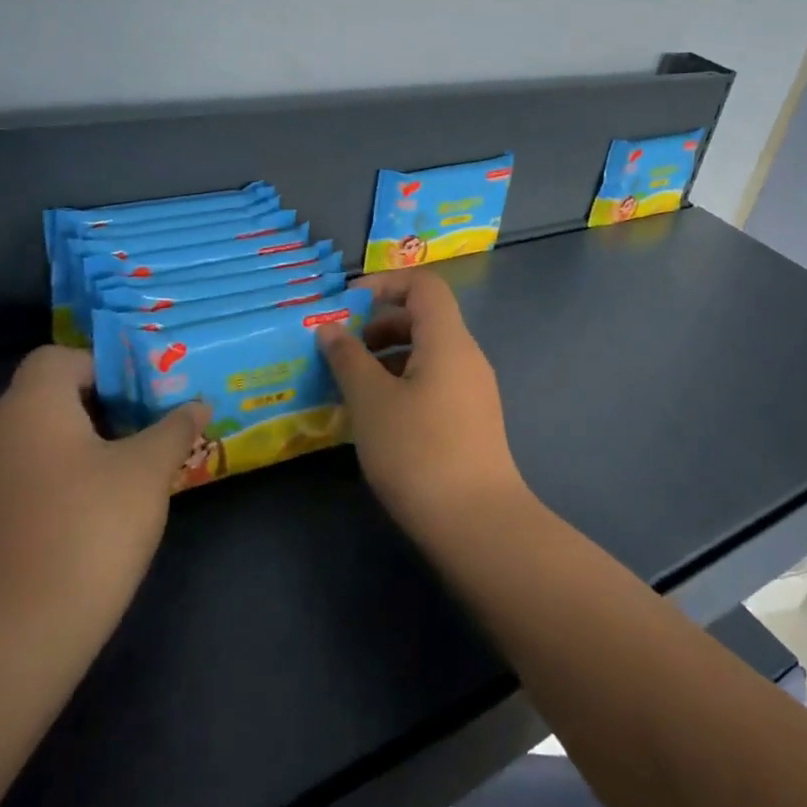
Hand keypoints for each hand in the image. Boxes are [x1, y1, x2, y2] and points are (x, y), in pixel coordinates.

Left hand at [0, 347, 210, 663]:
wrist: (14, 638)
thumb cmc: (89, 530)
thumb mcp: (148, 471)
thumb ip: (174, 428)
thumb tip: (197, 405)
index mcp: (31, 407)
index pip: (59, 357)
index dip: (104, 366)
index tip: (143, 394)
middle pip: (47, 396)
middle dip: (101, 406)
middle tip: (148, 427)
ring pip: (36, 439)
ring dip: (81, 443)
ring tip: (129, 469)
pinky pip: (23, 476)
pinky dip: (58, 478)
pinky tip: (93, 511)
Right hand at [315, 270, 530, 540]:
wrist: (477, 523)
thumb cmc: (418, 451)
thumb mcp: (371, 401)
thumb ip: (348, 358)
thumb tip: (329, 329)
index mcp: (448, 340)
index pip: (424, 285)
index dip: (385, 283)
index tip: (346, 304)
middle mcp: (467, 356)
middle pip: (425, 318)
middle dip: (379, 325)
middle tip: (342, 350)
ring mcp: (473, 390)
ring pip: (427, 353)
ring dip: (388, 357)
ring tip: (351, 385)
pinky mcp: (471, 420)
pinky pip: (434, 381)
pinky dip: (403, 383)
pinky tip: (377, 416)